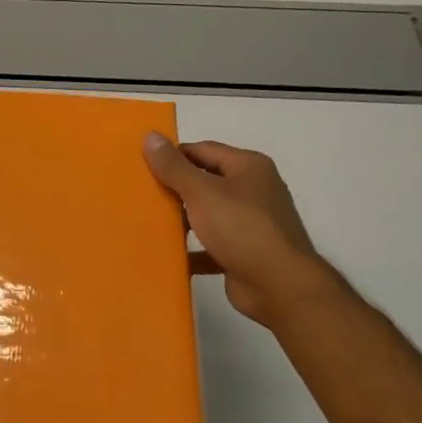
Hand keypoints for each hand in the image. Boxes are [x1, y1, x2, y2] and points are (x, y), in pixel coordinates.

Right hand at [143, 134, 325, 326]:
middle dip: (175, 189)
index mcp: (248, 167)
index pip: (203, 150)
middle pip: (206, 181)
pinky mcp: (245, 253)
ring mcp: (251, 223)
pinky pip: (212, 246)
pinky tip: (168, 255)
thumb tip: (150, 136)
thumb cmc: (242, 229)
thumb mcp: (202, 193)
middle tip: (141, 194)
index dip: (173, 156)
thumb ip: (174, 167)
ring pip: (208, 215)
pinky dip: (193, 250)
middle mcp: (254, 190)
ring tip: (148, 223)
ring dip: (183, 220)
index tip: (143, 166)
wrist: (280, 287)